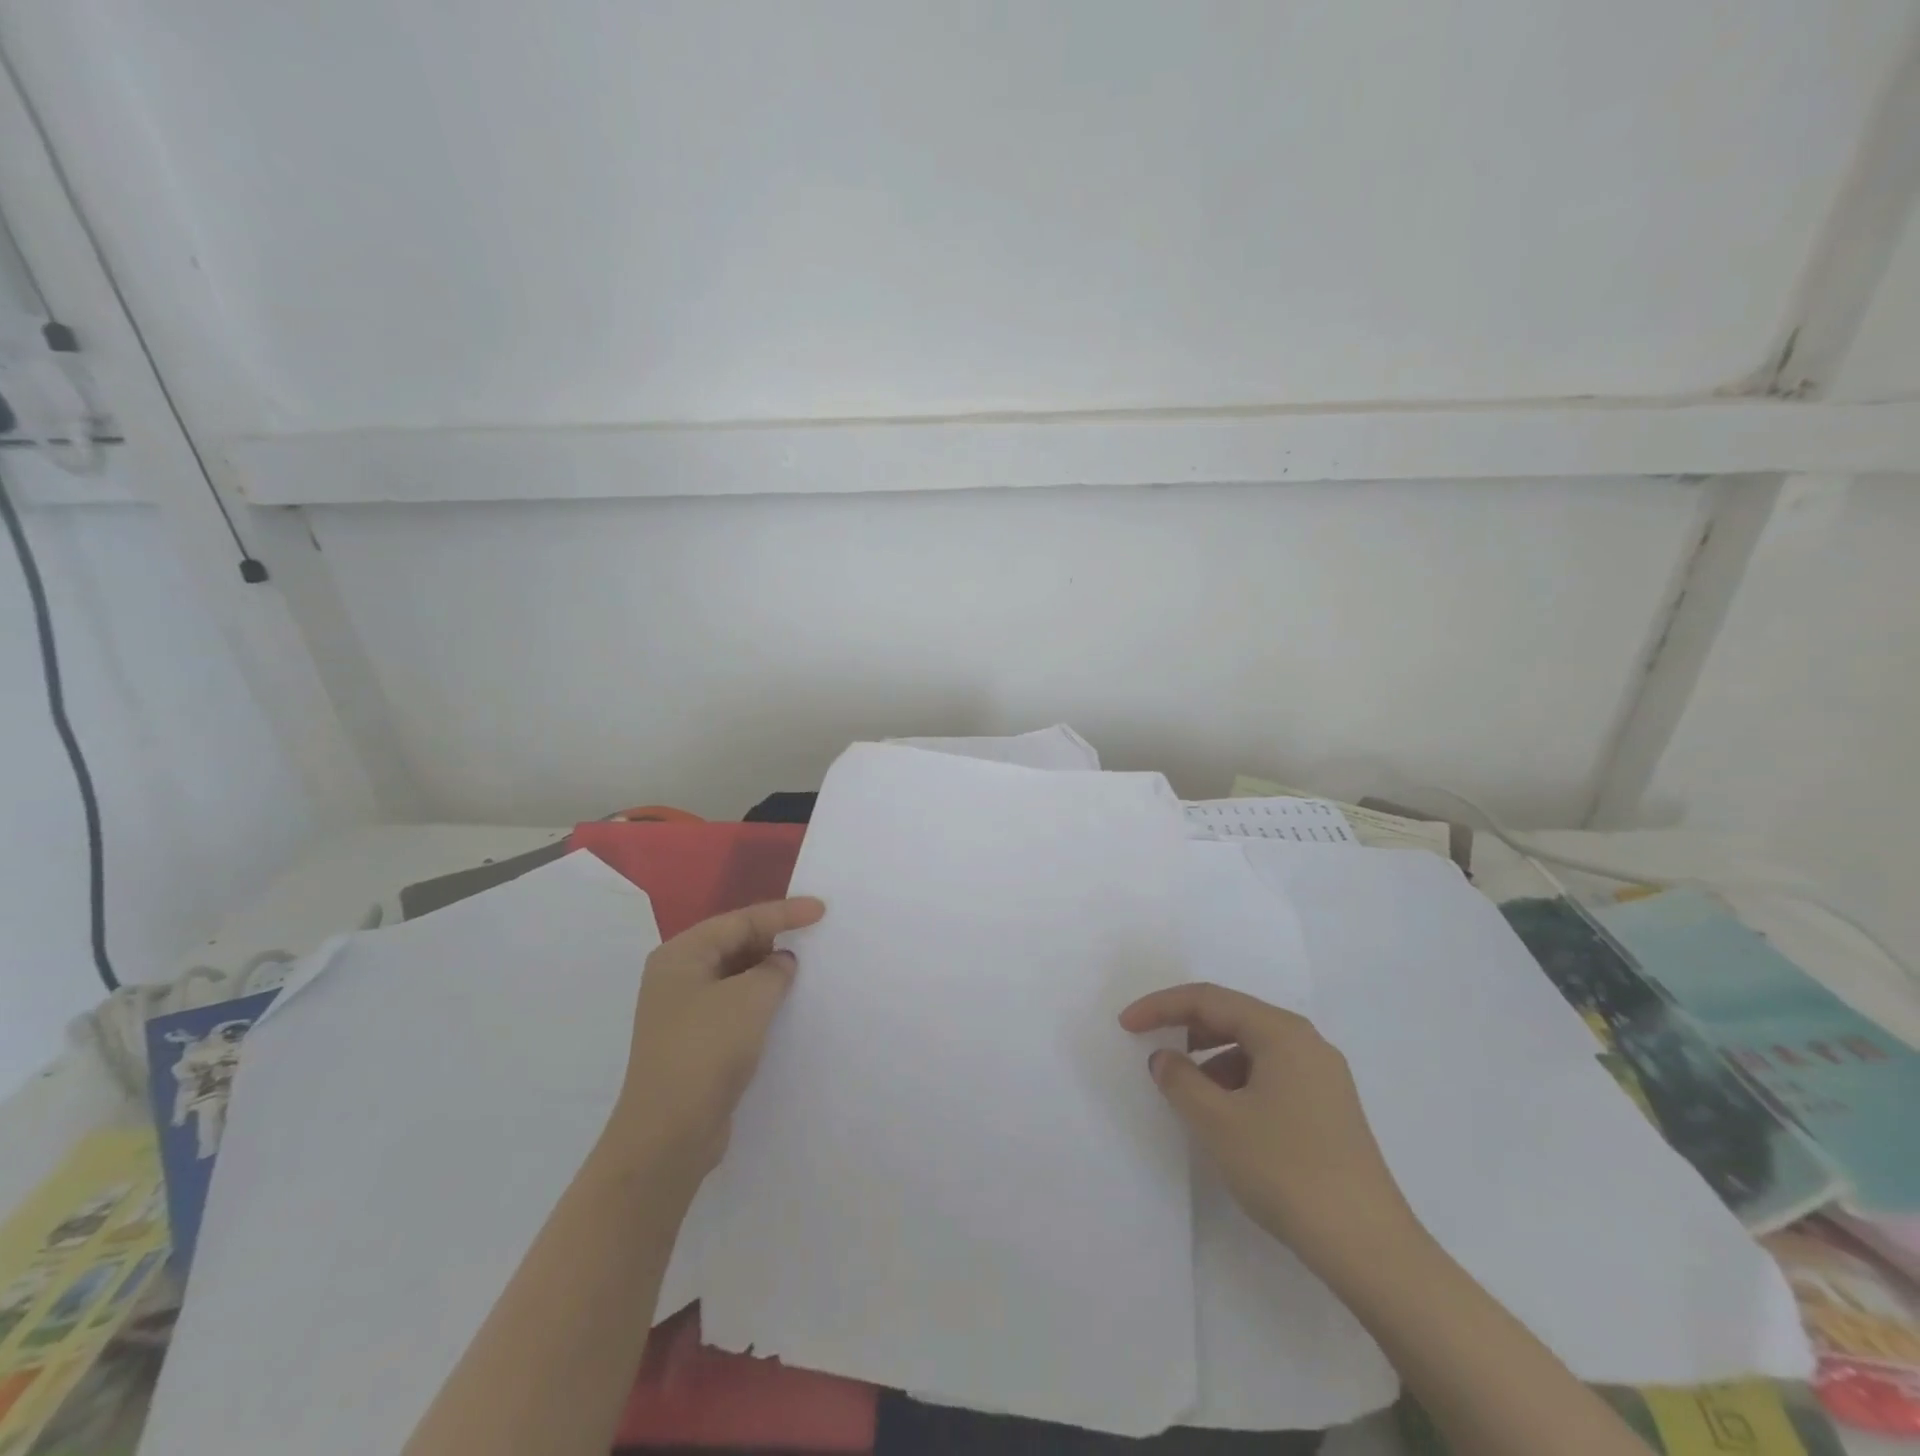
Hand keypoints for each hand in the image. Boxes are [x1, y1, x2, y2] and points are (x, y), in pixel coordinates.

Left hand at [610, 897, 825, 1174]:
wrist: (668, 1135)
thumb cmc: (706, 1051)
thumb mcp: (750, 999)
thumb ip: (773, 970)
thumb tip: (781, 963)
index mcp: (681, 955)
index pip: (739, 921)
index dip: (783, 913)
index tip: (821, 910)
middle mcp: (676, 976)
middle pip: (734, 943)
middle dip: (773, 939)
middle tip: (814, 936)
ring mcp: (682, 1011)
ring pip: (734, 976)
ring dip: (768, 972)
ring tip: (805, 969)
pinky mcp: (694, 1041)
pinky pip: (734, 1005)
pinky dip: (759, 1000)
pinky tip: (784, 1006)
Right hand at [1119, 983, 1421, 1278]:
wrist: (1370, 1249)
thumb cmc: (1287, 1170)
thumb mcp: (1217, 1121)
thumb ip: (1180, 1079)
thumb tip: (1165, 1058)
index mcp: (1282, 1032)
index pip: (1209, 1000)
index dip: (1161, 1006)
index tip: (1125, 1025)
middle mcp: (1306, 1042)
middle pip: (1233, 1016)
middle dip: (1187, 1027)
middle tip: (1153, 1049)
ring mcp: (1324, 1076)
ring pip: (1252, 1047)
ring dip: (1212, 1058)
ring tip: (1189, 1092)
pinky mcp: (1330, 1109)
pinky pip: (1271, 1074)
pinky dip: (1238, 1082)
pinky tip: (1227, 1117)